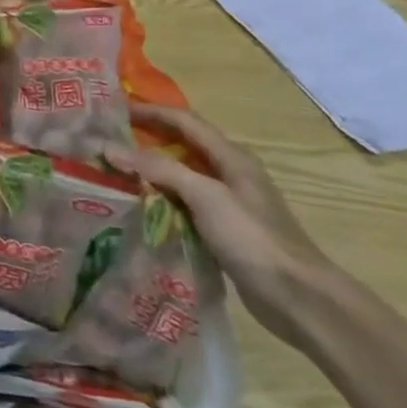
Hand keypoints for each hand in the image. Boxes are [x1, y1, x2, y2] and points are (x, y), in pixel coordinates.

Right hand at [104, 103, 341, 347]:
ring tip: (114, 170)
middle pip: (182, 145)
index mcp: (231, 157)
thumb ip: (159, 168)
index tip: (113, 110)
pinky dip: (159, 199)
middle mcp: (229, 173)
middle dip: (147, 138)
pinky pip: (183, 204)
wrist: (298, 298)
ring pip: (180, 176)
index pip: (184, 121)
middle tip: (108, 138)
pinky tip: (138, 207)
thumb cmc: (253, 238)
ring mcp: (227, 203)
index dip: (150, 111)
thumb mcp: (205, 196)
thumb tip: (109, 148)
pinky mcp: (223, 230)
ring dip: (150, 170)